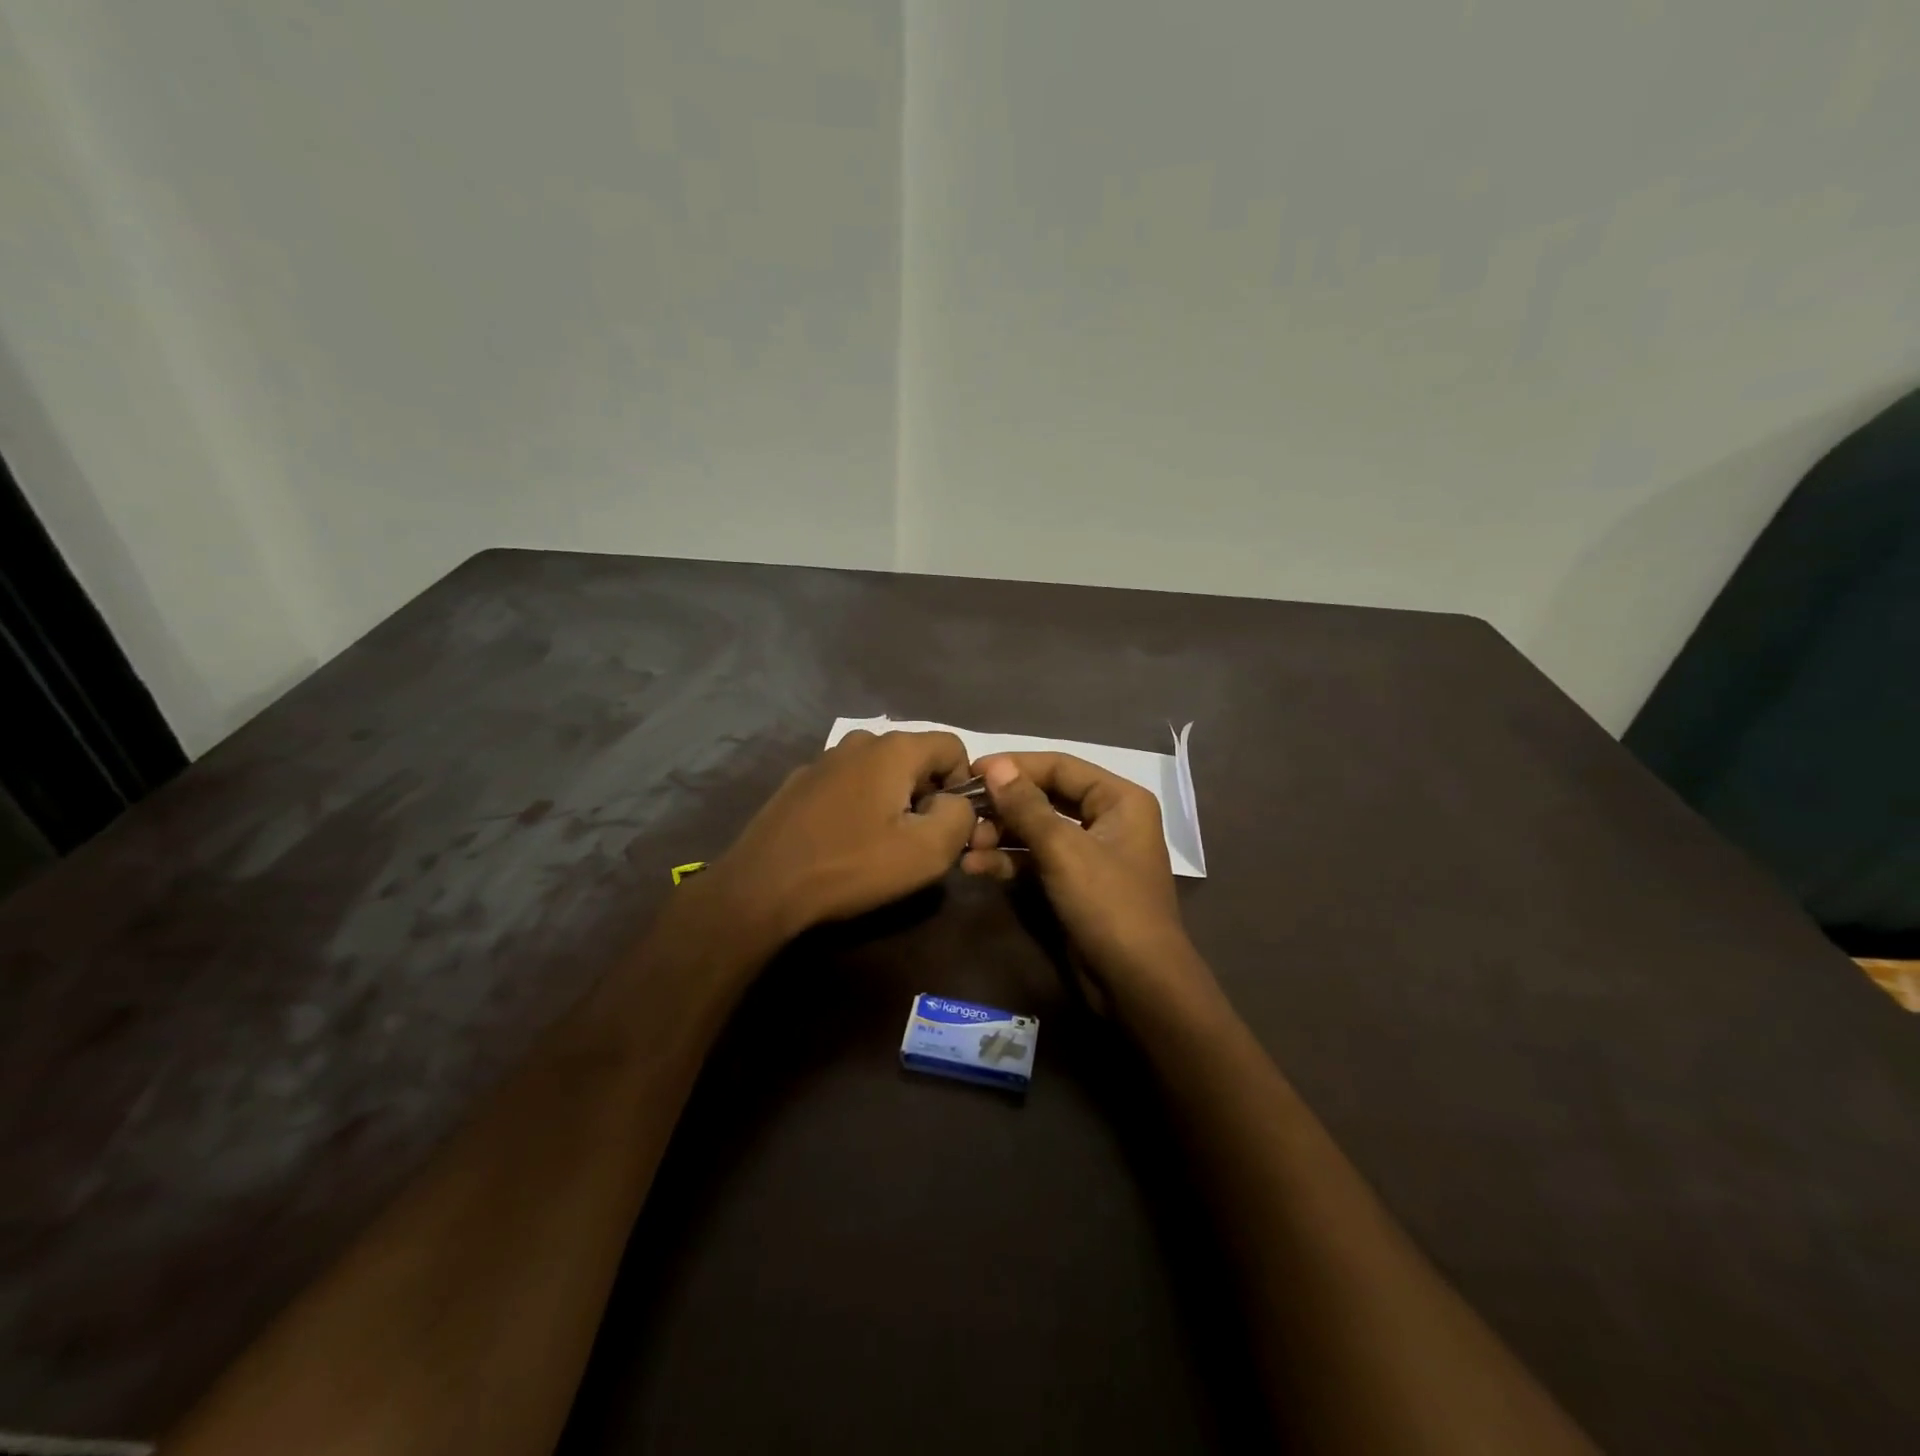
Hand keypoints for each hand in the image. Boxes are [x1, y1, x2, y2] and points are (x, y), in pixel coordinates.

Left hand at [702, 730, 976, 944]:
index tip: (949, 823)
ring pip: (880, 771)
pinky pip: (848, 784)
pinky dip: (859, 805)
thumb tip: (955, 803)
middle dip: (926, 793)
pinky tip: (843, 841)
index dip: (964, 784)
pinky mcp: (799, 782)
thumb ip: (960, 817)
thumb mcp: (927, 851)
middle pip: (915, 758)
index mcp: (894, 749)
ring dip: (892, 800)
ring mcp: (824, 759)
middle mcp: (860, 741)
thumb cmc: (852, 866)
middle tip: (916, 839)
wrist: (763, 886)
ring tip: (879, 843)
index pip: (953, 746)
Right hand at [960, 753, 1213, 1020]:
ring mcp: (1091, 853)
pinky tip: (976, 867)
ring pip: (1038, 830)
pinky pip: (1038, 860)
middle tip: (963, 814)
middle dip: (1004, 806)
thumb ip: (1027, 806)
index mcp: (1119, 799)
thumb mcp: (1063, 850)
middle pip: (1046, 797)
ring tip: (966, 845)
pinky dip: (1009, 861)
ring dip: (1001, 835)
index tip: (970, 771)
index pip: (1059, 766)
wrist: (1137, 984)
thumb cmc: (1107, 905)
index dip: (1014, 766)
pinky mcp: (1075, 884)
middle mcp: (1108, 818)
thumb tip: (995, 766)